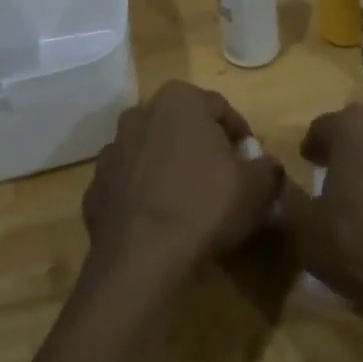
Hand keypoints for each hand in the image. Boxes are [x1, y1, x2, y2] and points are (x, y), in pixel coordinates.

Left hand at [82, 81, 281, 285]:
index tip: (251, 165)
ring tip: (190, 205)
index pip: (221, 110)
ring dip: (170, 169)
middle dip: (202, 148)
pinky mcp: (94, 187)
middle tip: (223, 182)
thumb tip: (267, 166)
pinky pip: (129, 185)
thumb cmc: (204, 207)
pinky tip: (160, 222)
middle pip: (183, 127)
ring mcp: (112, 150)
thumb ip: (268, 168)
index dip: (241, 137)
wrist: (140, 261)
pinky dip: (144, 196)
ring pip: (153, 153)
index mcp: (179, 100)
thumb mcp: (256, 187)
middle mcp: (140, 114)